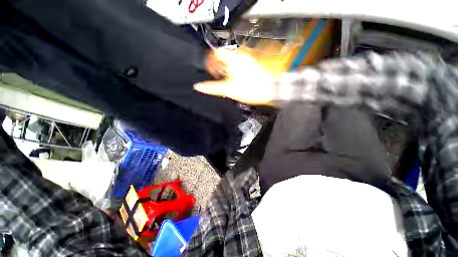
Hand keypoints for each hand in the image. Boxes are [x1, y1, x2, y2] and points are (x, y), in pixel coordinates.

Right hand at [197, 48, 275, 104]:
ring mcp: (247, 60)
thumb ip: (212, 87)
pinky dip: (233, 72)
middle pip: (222, 58)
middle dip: (218, 68)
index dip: (210, 63)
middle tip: (219, 79)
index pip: (215, 53)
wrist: (271, 90)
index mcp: (233, 58)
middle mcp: (240, 56)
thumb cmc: (251, 89)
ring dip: (226, 71)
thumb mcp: (228, 89)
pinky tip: (236, 80)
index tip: (212, 73)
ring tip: (228, 81)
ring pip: (230, 62)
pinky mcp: (251, 65)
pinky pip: (238, 65)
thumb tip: (198, 86)